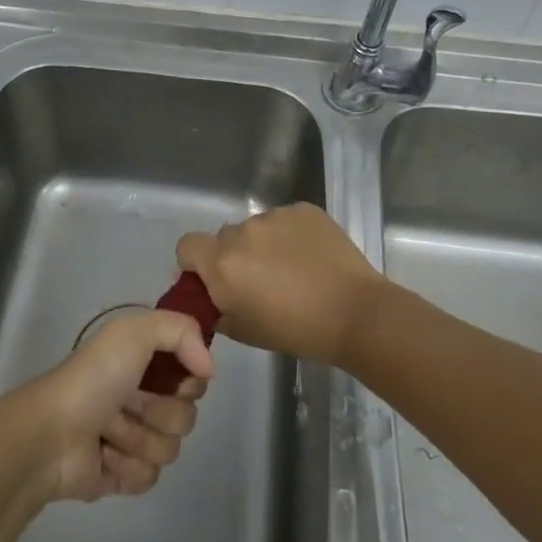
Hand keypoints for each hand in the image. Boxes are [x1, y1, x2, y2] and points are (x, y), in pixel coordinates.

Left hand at [11, 311, 212, 503]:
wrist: (52, 434)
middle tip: (127, 403)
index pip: (194, 377)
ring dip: (138, 439)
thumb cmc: (93, 378)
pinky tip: (103, 456)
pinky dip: (127, 467)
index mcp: (143, 361)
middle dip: (158, 412)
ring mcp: (132, 438)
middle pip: (187, 416)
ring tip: (107, 431)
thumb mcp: (135, 332)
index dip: (189, 381)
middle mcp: (141, 395)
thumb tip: (210, 370)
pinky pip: (150, 478)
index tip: (176, 380)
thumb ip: (181, 331)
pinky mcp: (123, 475)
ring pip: (170, 449)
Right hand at [175, 203, 385, 366]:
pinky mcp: (303, 210)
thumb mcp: (243, 331)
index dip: (195, 264)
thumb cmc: (295, 331)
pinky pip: (285, 220)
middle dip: (234, 256)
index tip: (214, 282)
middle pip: (224, 238)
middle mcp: (242, 231)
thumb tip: (210, 296)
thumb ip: (216, 308)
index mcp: (221, 262)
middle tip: (258, 282)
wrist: (355, 314)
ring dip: (263, 245)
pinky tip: (311, 258)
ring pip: (256, 228)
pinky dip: (291, 236)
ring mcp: (275, 216)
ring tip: (292, 271)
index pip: (186, 246)